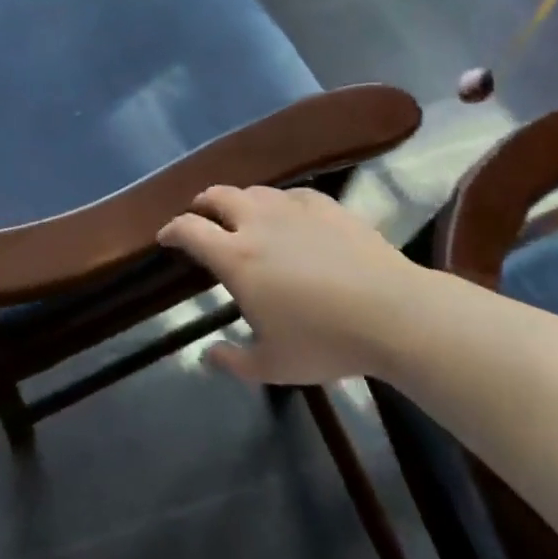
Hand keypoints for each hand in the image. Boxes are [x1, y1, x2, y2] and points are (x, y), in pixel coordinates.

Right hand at [159, 184, 417, 385]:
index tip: (165, 237)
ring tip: (241, 215)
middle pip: (218, 196)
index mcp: (237, 258)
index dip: (171, 230)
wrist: (392, 312)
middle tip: (199, 216)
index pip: (190, 230)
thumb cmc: (325, 341)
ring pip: (255, 191)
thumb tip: (208, 355)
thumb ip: (234, 361)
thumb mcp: (273, 366)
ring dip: (239, 200)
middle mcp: (258, 223)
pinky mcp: (326, 205)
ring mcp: (294, 209)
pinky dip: (278, 203)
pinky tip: (288, 215)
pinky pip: (291, 195)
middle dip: (202, 204)